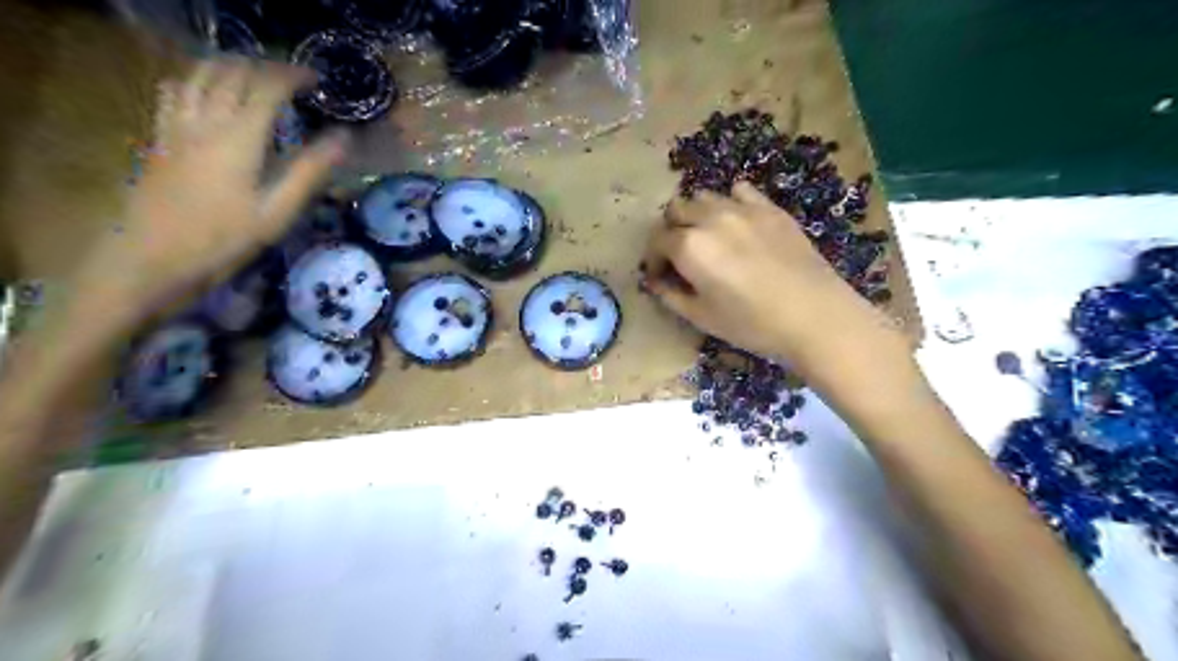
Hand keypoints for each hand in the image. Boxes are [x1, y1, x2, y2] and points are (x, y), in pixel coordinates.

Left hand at [75, 60, 344, 324]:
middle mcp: (204, 120)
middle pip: (231, 72)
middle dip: (264, 66)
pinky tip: (208, 92)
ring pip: (199, 74)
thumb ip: (310, 171)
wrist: (151, 257)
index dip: (293, 76)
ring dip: (230, 66)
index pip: (267, 87)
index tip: (317, 80)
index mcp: (238, 137)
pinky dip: (198, 80)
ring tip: (255, 77)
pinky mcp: (159, 137)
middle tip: (292, 79)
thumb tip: (344, 139)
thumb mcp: (278, 211)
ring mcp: (176, 125)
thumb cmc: (223, 239)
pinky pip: (175, 90)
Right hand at [644, 183, 903, 373]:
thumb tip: (656, 283)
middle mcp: (710, 218)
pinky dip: (729, 203)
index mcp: (689, 246)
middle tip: (679, 256)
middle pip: (676, 210)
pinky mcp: (770, 208)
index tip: (659, 276)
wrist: (814, 315)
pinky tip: (737, 223)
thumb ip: (671, 296)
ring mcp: (742, 208)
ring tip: (707, 238)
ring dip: (696, 214)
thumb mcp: (702, 317)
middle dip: (671, 231)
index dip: (652, 259)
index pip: (657, 241)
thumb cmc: (751, 323)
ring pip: (704, 197)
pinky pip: (740, 191)